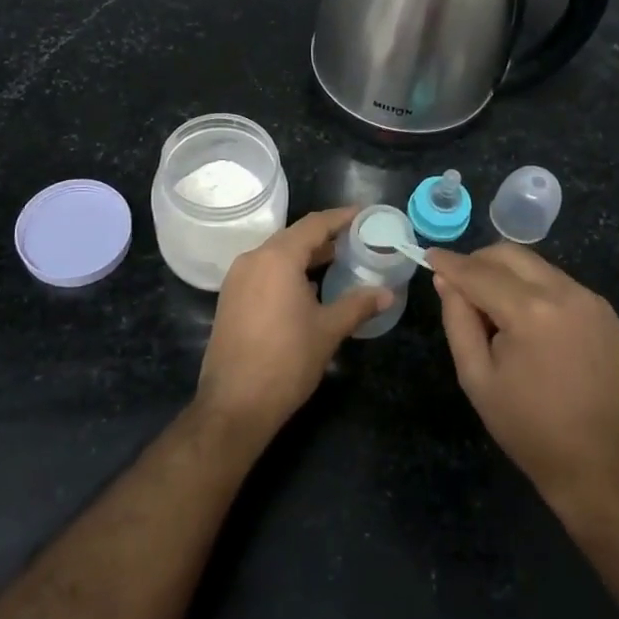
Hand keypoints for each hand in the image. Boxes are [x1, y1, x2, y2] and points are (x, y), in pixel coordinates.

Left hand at [195, 207, 390, 442]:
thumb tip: (387, 293)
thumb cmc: (286, 361)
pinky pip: (264, 272)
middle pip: (294, 237)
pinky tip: (308, 288)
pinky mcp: (230, 299)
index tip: (363, 214)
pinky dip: (287, 271)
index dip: (341, 217)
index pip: (314, 225)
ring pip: (276, 255)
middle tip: (355, 239)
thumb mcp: (328, 330)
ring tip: (337, 261)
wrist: (235, 404)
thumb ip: (358, 305)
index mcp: (277, 258)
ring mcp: (237, 279)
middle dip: (325, 236)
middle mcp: (253, 259)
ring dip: (305, 255)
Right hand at [430, 244, 618, 511]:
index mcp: (531, 312)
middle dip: (479, 262)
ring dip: (507, 275)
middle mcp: (565, 293)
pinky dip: (534, 289)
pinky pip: (558, 283)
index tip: (429, 255)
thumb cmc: (526, 425)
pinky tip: (527, 322)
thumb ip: (457, 319)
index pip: (480, 272)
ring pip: (535, 265)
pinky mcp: (604, 310)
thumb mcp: (475, 376)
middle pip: (510, 255)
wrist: (594, 461)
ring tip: (494, 310)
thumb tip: (445, 280)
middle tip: (459, 285)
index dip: (450, 263)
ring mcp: (590, 299)